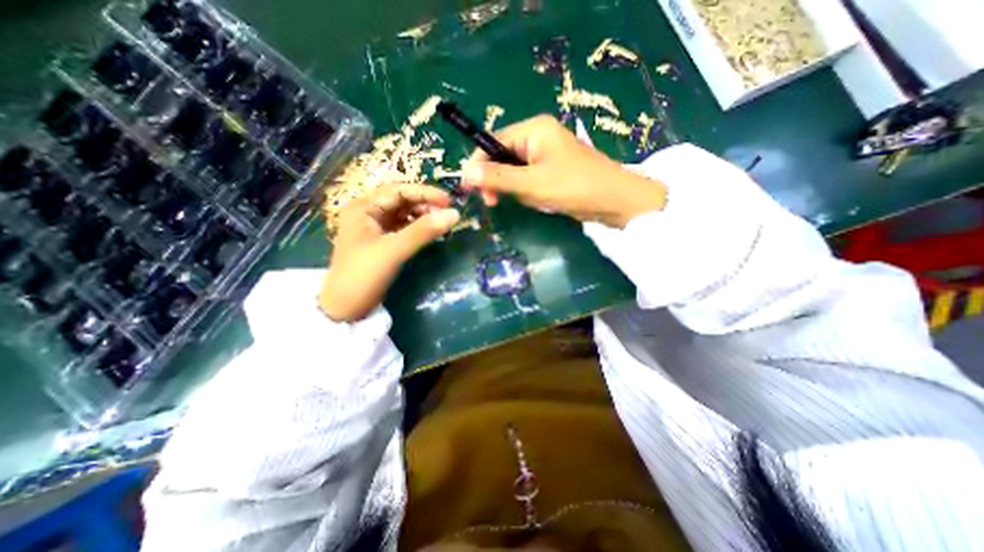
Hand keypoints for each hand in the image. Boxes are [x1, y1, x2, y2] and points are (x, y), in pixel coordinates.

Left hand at [322, 185, 462, 322]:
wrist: (345, 308)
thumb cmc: (363, 275)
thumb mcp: (394, 250)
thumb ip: (423, 231)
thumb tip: (455, 214)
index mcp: (363, 207)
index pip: (398, 190)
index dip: (425, 193)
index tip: (448, 201)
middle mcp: (369, 213)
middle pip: (402, 201)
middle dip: (425, 205)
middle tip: (447, 214)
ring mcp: (376, 228)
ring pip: (405, 214)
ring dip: (424, 216)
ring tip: (443, 223)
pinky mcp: (383, 242)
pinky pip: (405, 228)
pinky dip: (419, 229)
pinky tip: (432, 232)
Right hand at [463, 113, 668, 226]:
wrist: (614, 201)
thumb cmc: (573, 187)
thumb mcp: (532, 184)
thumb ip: (498, 178)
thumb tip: (465, 173)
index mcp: (534, 129)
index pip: (493, 141)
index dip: (478, 164)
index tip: (469, 188)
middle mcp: (538, 135)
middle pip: (503, 155)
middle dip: (498, 180)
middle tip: (493, 202)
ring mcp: (547, 152)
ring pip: (515, 170)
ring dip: (515, 188)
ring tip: (529, 200)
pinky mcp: (553, 168)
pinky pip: (528, 177)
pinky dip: (527, 191)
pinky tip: (538, 200)